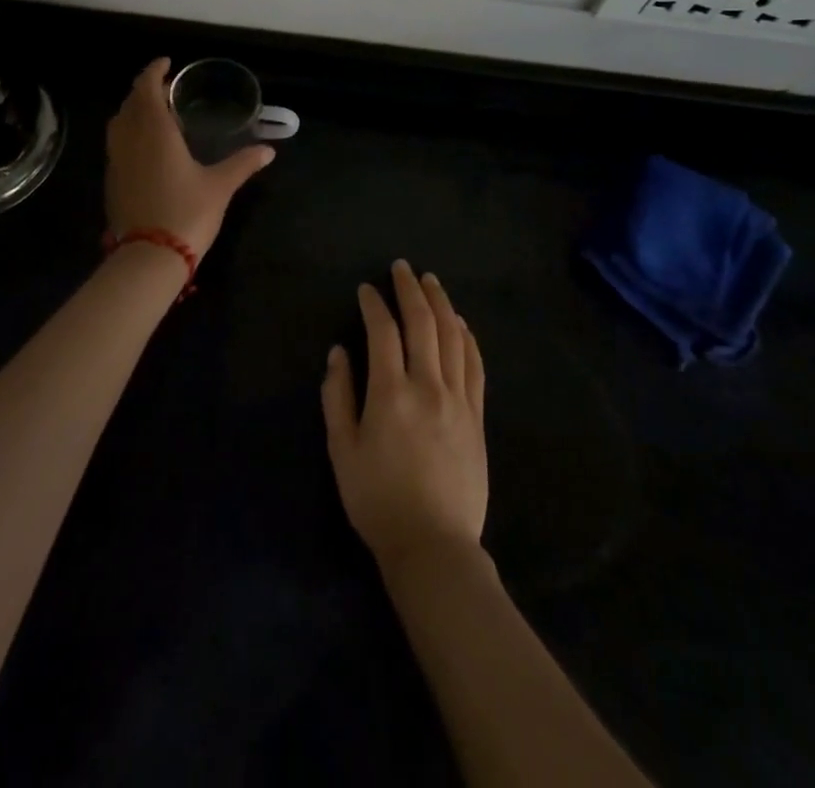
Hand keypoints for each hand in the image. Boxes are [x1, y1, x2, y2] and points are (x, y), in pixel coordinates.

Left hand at [105, 58, 274, 258]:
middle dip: (145, 89)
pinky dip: (129, 131)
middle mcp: (130, 139)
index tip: (167, 63)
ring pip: (119, 122)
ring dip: (134, 109)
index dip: (153, 71)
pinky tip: (147, 145)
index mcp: (155, 131)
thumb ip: (243, 163)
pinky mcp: (112, 180)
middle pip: (130, 102)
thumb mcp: (220, 186)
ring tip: (156, 112)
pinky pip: (117, 143)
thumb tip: (269, 150)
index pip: (145, 88)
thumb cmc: (187, 213)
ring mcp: (116, 160)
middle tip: (166, 87)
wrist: (149, 257)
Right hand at [321, 260, 488, 570]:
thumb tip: (338, 353)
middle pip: (423, 323)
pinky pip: (475, 365)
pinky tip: (460, 323)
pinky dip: (467, 337)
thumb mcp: (342, 451)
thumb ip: (337, 397)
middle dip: (410, 290)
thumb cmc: (378, 500)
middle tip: (402, 268)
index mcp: (390, 394)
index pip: (383, 332)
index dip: (374, 305)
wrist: (434, 545)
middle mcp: (428, 386)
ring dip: (441, 304)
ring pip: (453, 337)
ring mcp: (458, 400)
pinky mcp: (477, 416)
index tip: (366, 289)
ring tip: (431, 282)